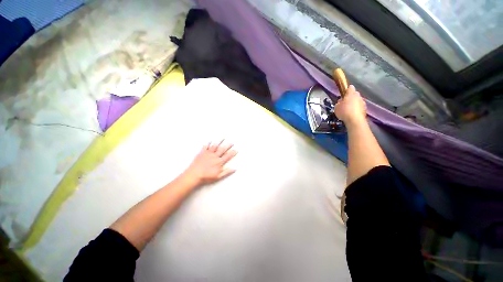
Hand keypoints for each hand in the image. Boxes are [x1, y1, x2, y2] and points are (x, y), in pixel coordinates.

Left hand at [182, 140, 237, 186]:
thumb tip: (234, 169)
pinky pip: (206, 146)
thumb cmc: (206, 177)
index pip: (228, 156)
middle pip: (223, 149)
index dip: (232, 153)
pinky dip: (208, 143)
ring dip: (219, 141)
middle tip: (232, 142)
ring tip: (223, 138)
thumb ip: (227, 172)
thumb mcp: (218, 176)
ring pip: (215, 146)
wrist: (194, 175)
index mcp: (219, 162)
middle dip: (228, 145)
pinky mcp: (202, 153)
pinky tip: (210, 140)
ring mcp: (208, 154)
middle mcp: (215, 156)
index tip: (236, 150)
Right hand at [334, 85, 366, 127]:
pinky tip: (352, 114)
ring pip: (358, 101)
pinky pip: (359, 107)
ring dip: (354, 103)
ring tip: (348, 110)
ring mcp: (363, 102)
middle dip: (350, 97)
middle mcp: (358, 96)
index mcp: (351, 94)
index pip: (350, 88)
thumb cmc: (344, 112)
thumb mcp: (336, 107)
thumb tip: (341, 101)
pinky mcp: (365, 109)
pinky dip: (356, 109)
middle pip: (355, 94)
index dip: (346, 90)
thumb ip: (339, 102)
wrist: (355, 120)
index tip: (343, 94)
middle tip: (345, 103)